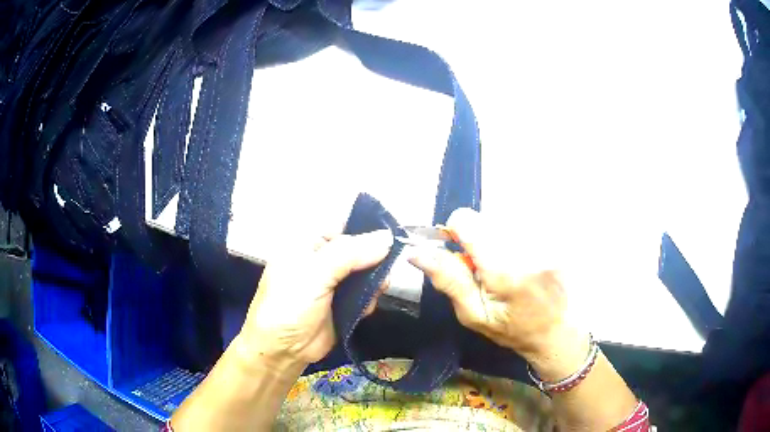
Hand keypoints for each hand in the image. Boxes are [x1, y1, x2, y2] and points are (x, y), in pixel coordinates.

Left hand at [235, 230, 392, 367]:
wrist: (282, 351)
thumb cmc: (289, 306)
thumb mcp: (314, 274)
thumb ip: (350, 254)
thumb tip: (387, 238)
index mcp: (308, 243)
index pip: (343, 226)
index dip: (367, 229)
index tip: (392, 237)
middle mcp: (322, 260)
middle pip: (358, 250)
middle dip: (374, 260)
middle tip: (384, 272)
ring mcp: (333, 283)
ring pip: (365, 273)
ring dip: (373, 282)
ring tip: (376, 293)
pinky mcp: (343, 304)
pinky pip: (365, 294)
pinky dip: (369, 300)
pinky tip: (364, 309)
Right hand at [409, 208, 589, 378]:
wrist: (558, 330)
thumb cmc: (514, 330)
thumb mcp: (474, 315)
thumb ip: (448, 280)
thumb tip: (417, 252)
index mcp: (505, 270)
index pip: (468, 220)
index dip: (455, 230)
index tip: (458, 250)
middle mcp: (528, 247)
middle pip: (486, 218)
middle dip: (478, 238)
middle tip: (485, 267)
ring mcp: (547, 239)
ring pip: (504, 218)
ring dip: (498, 238)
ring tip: (506, 266)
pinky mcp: (556, 236)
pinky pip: (523, 223)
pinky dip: (515, 237)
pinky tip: (522, 261)